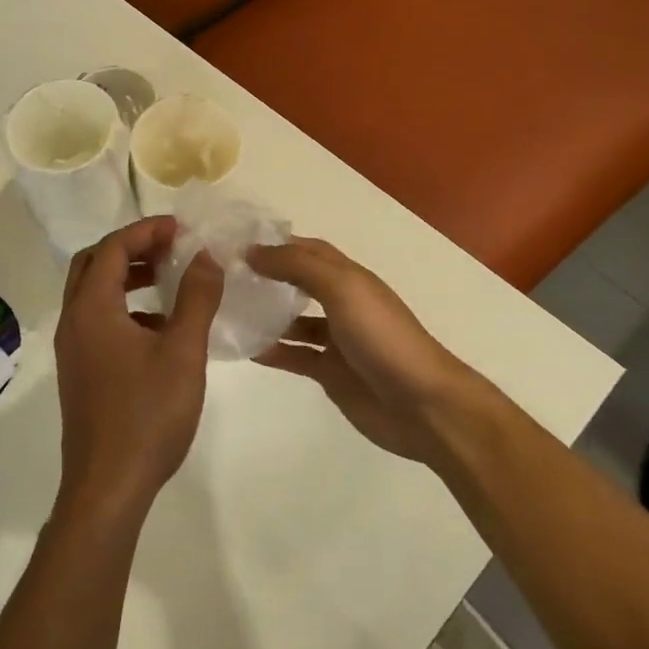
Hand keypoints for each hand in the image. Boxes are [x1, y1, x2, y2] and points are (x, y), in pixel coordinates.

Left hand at [53, 217, 223, 525]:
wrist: (107, 487)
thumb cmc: (147, 414)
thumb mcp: (182, 351)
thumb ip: (196, 298)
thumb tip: (206, 256)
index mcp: (92, 309)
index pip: (113, 248)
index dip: (146, 231)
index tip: (180, 229)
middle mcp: (73, 321)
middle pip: (93, 264)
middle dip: (131, 249)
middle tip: (168, 248)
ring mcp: (73, 349)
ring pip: (93, 294)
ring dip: (126, 278)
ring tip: (167, 280)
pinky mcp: (79, 372)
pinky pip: (97, 321)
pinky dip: (124, 308)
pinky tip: (159, 329)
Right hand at [249, 238, 470, 466]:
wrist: (422, 404)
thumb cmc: (382, 337)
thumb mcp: (341, 288)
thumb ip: (297, 267)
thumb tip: (252, 252)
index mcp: (349, 278)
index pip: (308, 250)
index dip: (277, 244)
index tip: (237, 245)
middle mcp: (343, 304)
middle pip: (300, 283)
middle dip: (268, 277)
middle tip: (226, 278)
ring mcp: (337, 341)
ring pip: (295, 322)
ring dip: (268, 315)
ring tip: (229, 312)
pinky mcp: (332, 374)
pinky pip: (296, 356)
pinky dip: (273, 352)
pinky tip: (247, 350)